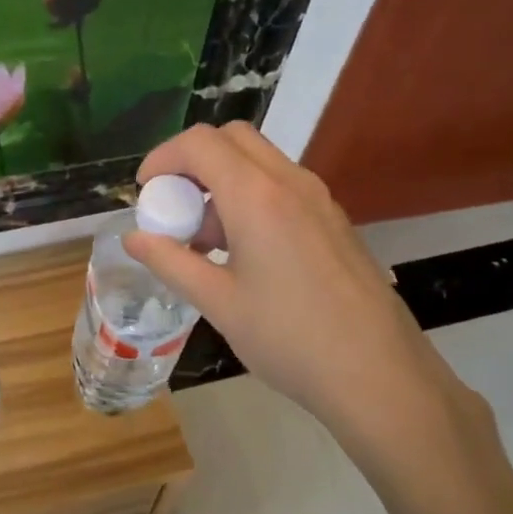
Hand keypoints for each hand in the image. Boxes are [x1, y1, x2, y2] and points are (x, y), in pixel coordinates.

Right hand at [126, 124, 492, 479]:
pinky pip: (282, 186)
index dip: (163, 157)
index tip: (145, 192)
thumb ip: (170, 262)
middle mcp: (291, 182)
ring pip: (259, 161)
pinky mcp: (334, 220)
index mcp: (257, 195)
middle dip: (193, 161)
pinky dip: (251, 197)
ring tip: (205, 240)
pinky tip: (244, 253)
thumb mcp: (218, 302)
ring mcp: (319, 199)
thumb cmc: (289, 338)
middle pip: (232, 139)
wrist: (379, 374)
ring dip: (222, 181)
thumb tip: (133, 238)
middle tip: (174, 205)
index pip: (200, 143)